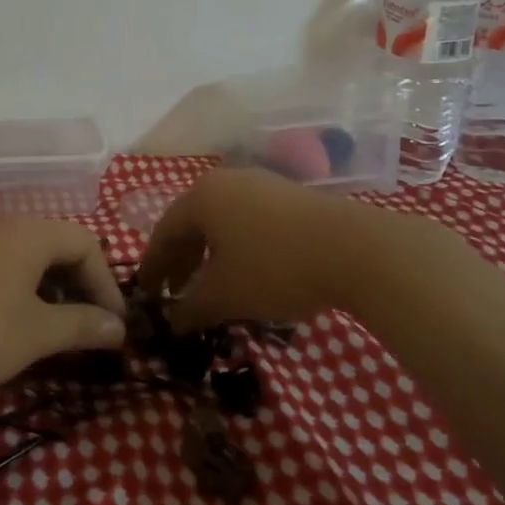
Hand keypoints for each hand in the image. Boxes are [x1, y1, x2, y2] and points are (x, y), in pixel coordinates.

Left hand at [0, 219, 126, 387]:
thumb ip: (82, 325)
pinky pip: (2, 266)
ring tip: (57, 328)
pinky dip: (21, 289)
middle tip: (90, 325)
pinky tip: (16, 322)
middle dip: (80, 285)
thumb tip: (118, 327)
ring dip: (51, 289)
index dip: (107, 283)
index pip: (87, 244)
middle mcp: (4, 227)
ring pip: (29, 257)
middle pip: (58, 246)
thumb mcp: (36, 333)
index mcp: (31, 235)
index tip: (114, 324)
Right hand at [139, 167, 431, 329]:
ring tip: (210, 286)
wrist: (358, 251)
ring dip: (209, 255)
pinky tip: (247, 272)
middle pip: (191, 223)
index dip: (152, 267)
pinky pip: (248, 221)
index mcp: (201, 197)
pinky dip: (236, 247)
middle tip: (175, 294)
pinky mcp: (291, 196)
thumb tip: (172, 322)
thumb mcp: (225, 296)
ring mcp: (261, 184)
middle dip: (180, 261)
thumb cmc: (276, 268)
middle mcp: (226, 181)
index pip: (163, 232)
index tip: (146, 293)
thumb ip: (190, 309)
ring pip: (221, 222)